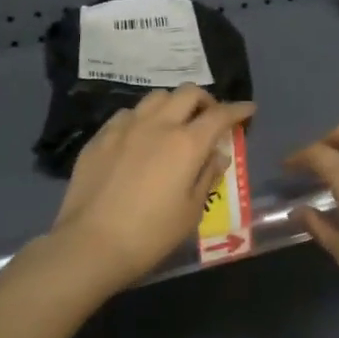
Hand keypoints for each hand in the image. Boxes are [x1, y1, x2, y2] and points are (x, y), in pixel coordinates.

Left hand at [49, 84, 255, 294]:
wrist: (90, 244)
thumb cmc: (150, 235)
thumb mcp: (191, 212)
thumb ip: (208, 176)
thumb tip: (218, 154)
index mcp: (186, 144)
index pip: (220, 115)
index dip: (238, 109)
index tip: (248, 109)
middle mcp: (157, 125)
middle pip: (188, 93)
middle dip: (206, 101)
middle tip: (210, 118)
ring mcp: (125, 127)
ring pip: (156, 97)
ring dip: (173, 105)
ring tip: (174, 124)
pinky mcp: (100, 137)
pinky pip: (127, 114)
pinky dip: (143, 118)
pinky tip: (140, 137)